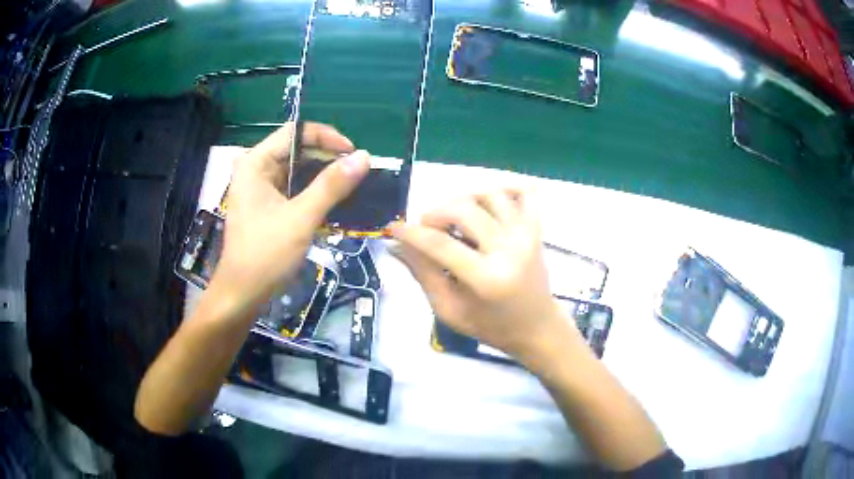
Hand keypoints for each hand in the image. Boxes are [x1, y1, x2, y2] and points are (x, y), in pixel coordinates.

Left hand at [214, 122, 369, 309]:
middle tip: (356, 174)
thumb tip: (364, 157)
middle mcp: (255, 168)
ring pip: (297, 169)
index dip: (326, 137)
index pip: (296, 132)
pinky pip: (294, 187)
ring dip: (323, 176)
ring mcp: (260, 187)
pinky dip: (313, 191)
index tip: (353, 155)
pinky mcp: (266, 204)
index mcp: (255, 163)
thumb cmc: (265, 254)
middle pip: (297, 149)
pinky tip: (333, 202)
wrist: (243, 293)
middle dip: (327, 157)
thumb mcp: (301, 218)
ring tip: (350, 187)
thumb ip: (331, 185)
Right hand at [392, 189, 574, 358]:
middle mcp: (509, 250)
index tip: (393, 227)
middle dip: (435, 213)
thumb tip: (395, 244)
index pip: (439, 244)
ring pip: (491, 194)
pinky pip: (524, 193)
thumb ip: (422, 274)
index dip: (410, 232)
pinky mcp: (536, 228)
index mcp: (486, 279)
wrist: (536, 327)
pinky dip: (504, 189)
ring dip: (464, 198)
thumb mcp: (449, 310)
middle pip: (464, 209)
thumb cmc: (490, 326)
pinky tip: (487, 203)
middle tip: (427, 228)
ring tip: (455, 217)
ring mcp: (526, 235)